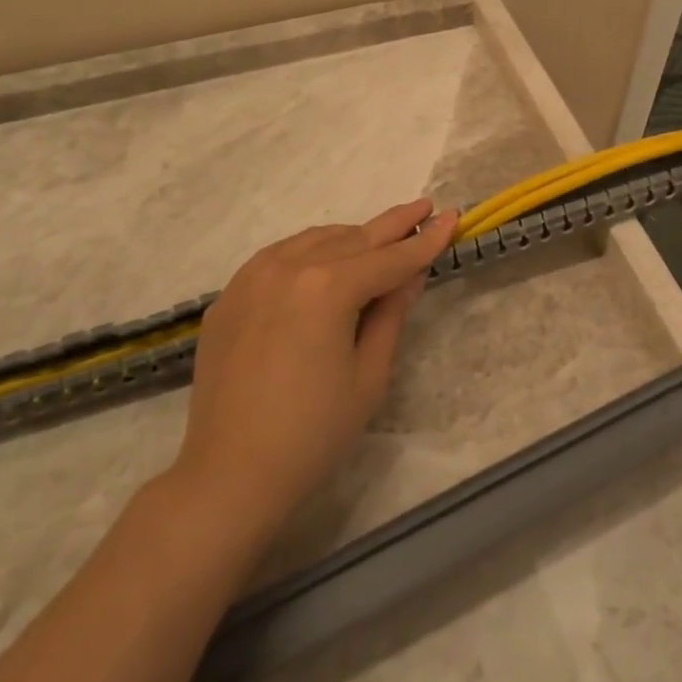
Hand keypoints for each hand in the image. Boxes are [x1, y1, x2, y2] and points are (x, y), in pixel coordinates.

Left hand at [173, 200, 457, 544]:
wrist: (229, 475)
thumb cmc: (313, 433)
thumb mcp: (368, 374)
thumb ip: (391, 313)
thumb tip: (410, 273)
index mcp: (327, 287)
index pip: (389, 258)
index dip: (425, 241)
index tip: (452, 216)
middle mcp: (288, 267)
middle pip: (353, 238)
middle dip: (393, 224)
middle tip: (424, 207)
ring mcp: (252, 277)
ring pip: (315, 240)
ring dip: (352, 238)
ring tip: (380, 240)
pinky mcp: (230, 295)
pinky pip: (279, 257)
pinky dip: (310, 252)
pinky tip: (325, 262)